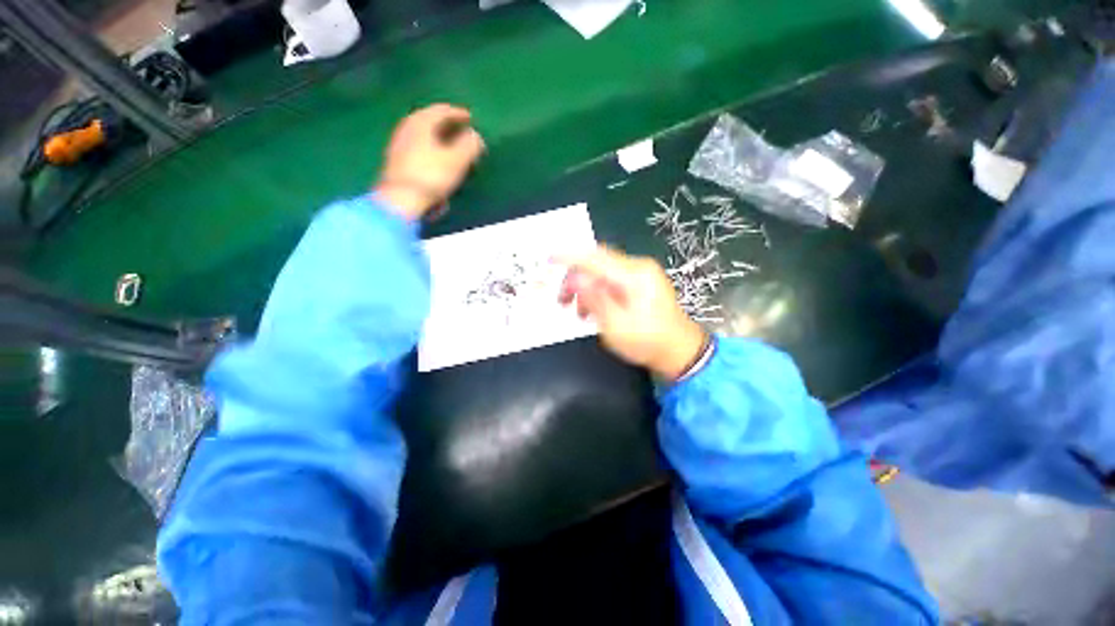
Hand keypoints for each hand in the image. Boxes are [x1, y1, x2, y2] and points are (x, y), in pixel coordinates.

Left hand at [374, 104, 484, 220]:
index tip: (471, 118)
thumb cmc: (431, 176)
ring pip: (424, 136)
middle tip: (463, 133)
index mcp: (421, 122)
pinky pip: (418, 149)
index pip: (441, 110)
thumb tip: (475, 136)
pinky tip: (438, 163)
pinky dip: (431, 150)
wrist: (400, 200)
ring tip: (453, 149)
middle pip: (430, 121)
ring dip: (440, 140)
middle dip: (448, 126)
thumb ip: (470, 145)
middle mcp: (407, 128)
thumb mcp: (457, 160)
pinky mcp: (397, 162)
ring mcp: (399, 145)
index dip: (458, 113)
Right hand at [558, 245, 707, 380]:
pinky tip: (593, 310)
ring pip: (603, 271)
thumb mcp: (616, 326)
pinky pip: (612, 279)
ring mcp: (642, 273)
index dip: (569, 257)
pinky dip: (598, 291)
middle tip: (561, 301)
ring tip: (578, 313)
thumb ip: (594, 299)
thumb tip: (575, 279)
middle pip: (597, 262)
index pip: (595, 258)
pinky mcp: (641, 282)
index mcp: (634, 275)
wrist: (679, 351)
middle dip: (575, 278)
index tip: (549, 258)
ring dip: (586, 288)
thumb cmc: (647, 342)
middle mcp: (638, 267)